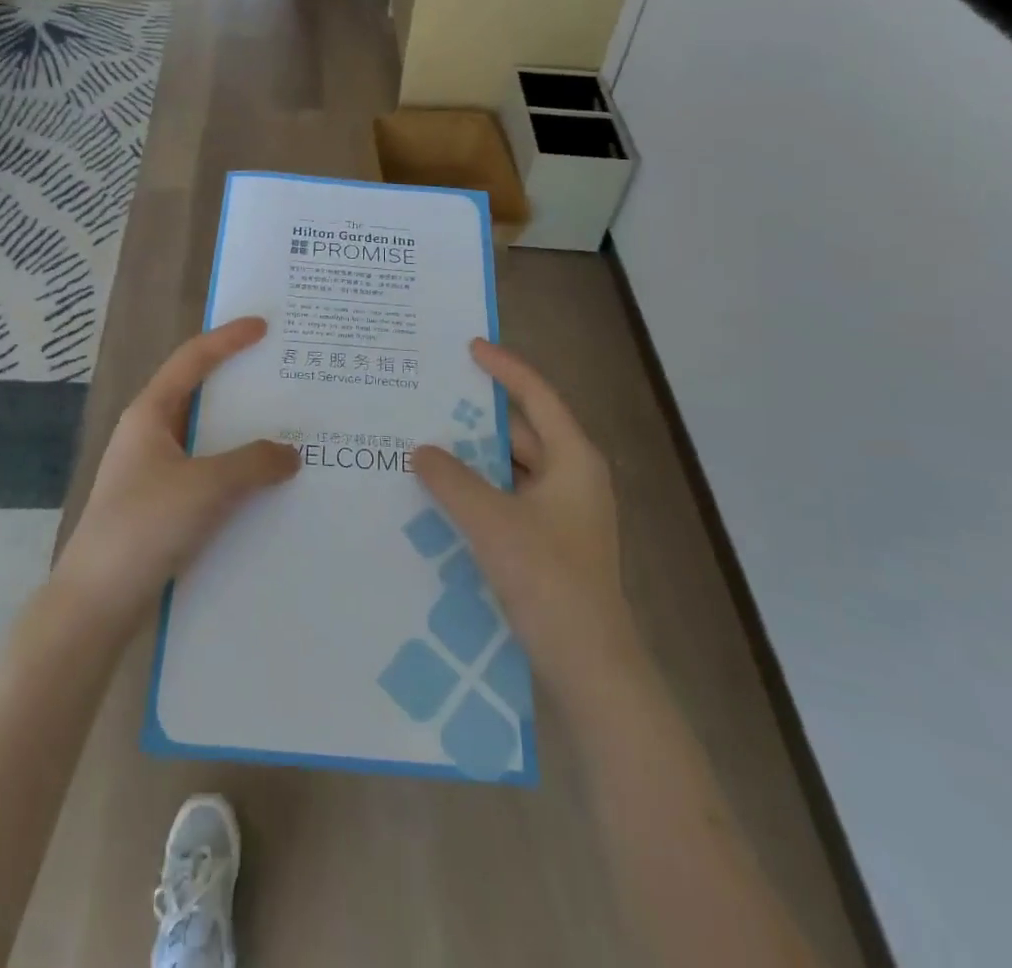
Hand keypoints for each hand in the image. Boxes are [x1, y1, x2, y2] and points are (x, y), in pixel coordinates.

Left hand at [52, 318, 299, 631]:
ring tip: (288, 431)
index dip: (228, 338)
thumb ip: (254, 462)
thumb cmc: (145, 527)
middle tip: (285, 379)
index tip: (264, 326)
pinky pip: (207, 474)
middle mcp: (150, 435)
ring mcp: (154, 472)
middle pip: (201, 395)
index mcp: (150, 414)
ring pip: (207, 439)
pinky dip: (236, 471)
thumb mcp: (207, 486)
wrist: (96, 603)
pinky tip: (266, 486)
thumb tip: (290, 453)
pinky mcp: (161, 506)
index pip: (192, 359)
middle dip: (242, 386)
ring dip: (243, 435)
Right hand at [412, 340, 637, 715]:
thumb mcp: (492, 521)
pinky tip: (444, 493)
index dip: (503, 367)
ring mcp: (564, 512)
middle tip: (432, 398)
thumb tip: (422, 450)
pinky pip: (510, 497)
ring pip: (513, 467)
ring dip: (475, 457)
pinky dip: (480, 489)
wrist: (589, 665)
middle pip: (522, 431)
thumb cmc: (548, 578)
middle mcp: (573, 477)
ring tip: (427, 441)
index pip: (536, 395)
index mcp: (573, 459)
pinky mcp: (552, 541)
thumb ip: (452, 479)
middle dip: (477, 417)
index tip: (469, 347)